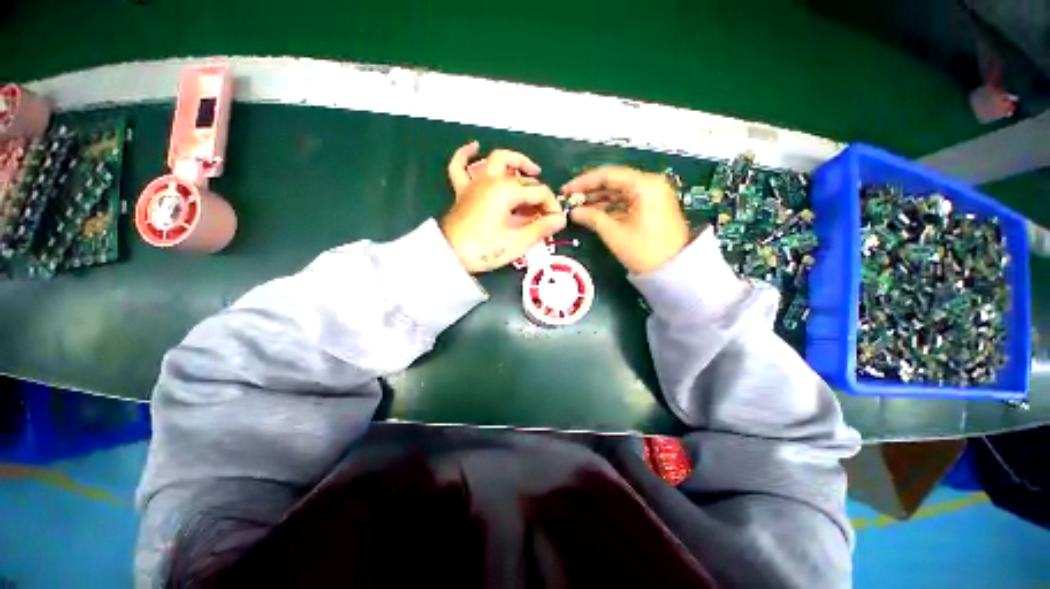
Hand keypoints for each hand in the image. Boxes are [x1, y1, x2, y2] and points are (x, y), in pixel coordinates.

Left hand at [443, 145, 564, 273]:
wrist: (449, 256)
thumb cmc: (484, 249)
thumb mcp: (517, 242)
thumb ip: (541, 228)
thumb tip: (560, 220)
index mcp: (507, 190)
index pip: (539, 193)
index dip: (552, 207)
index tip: (556, 223)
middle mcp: (492, 179)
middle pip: (523, 178)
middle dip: (539, 192)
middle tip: (546, 208)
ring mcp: (475, 182)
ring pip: (497, 161)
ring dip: (515, 162)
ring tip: (530, 170)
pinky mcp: (463, 191)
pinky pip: (460, 166)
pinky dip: (466, 155)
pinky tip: (474, 147)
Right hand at [562, 166, 688, 274]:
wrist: (674, 269)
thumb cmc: (644, 250)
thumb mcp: (614, 233)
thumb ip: (592, 218)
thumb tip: (573, 212)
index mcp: (644, 185)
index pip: (608, 174)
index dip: (583, 182)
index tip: (566, 190)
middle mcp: (650, 183)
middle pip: (614, 180)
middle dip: (590, 190)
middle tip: (570, 200)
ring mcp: (652, 194)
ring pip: (619, 191)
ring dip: (598, 199)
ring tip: (578, 208)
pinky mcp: (651, 205)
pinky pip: (626, 200)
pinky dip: (610, 206)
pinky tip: (594, 213)